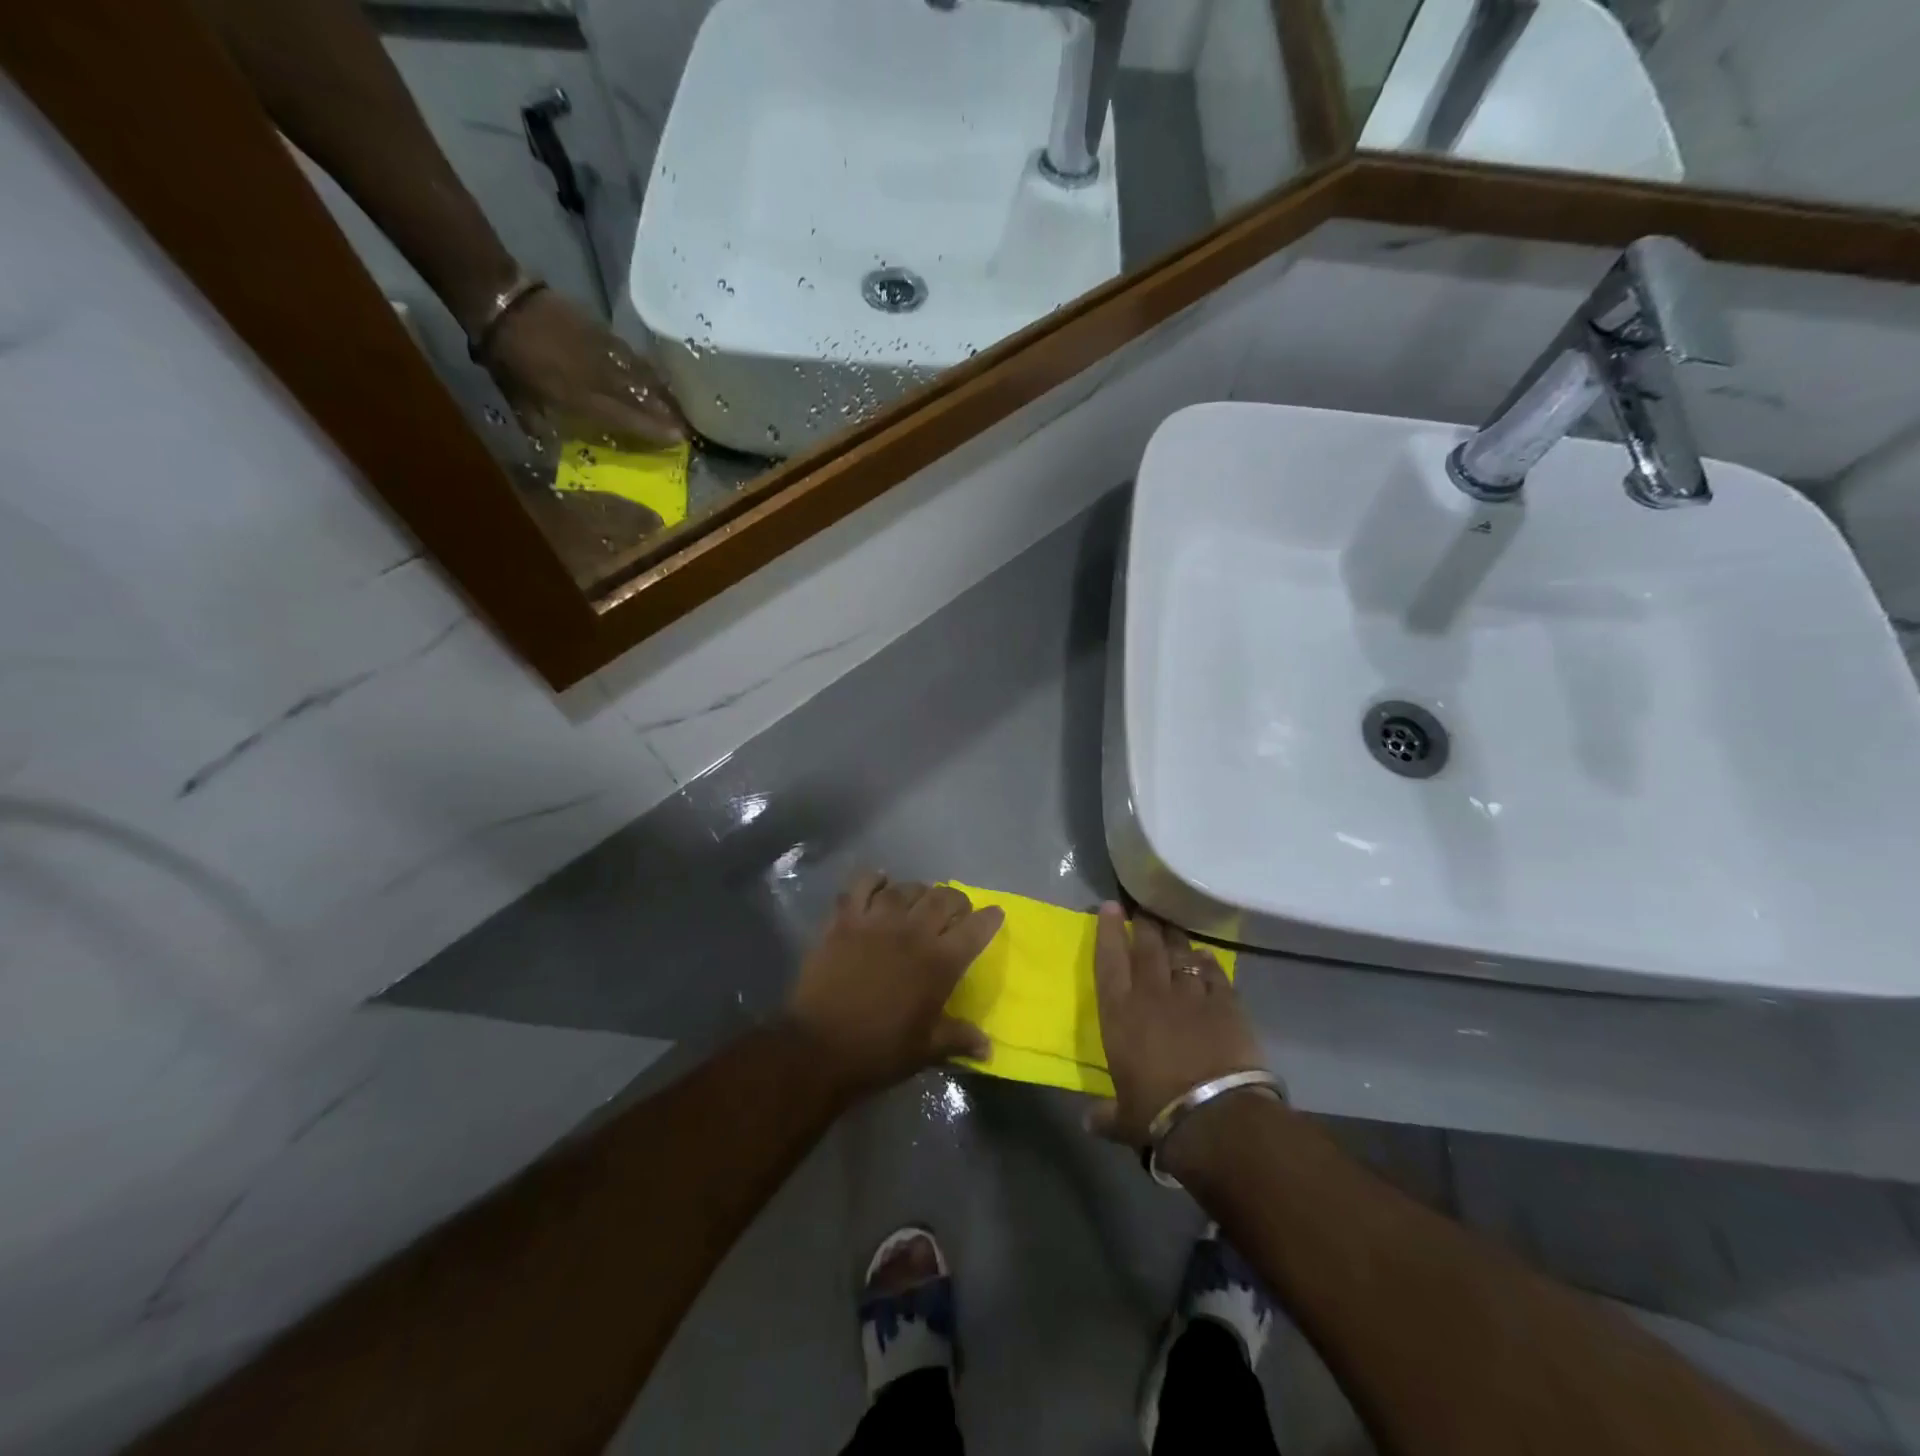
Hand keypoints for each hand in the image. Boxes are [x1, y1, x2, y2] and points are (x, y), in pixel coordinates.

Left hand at [481, 288, 686, 449]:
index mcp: (582, 398)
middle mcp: (601, 378)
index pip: (627, 417)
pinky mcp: (602, 332)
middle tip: (687, 426)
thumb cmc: (508, 359)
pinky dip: (645, 368)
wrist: (502, 304)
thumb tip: (550, 445)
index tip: (678, 439)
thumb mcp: (520, 400)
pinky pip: (631, 355)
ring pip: (641, 376)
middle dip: (666, 413)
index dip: (653, 429)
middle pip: (642, 397)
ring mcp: (604, 353)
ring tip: (678, 405)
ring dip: (661, 392)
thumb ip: (541, 423)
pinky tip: (655, 374)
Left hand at [785, 872, 1002, 1101]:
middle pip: (942, 899)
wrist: (819, 1047)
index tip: (994, 914)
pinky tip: (880, 881)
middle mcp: (912, 933)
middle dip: (955, 900)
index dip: (988, 918)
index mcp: (939, 963)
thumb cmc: (879, 1051)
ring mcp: (876, 922)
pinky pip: (861, 886)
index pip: (975, 929)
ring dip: (917, 891)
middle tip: (955, 909)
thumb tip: (989, 1047)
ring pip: (905, 889)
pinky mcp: (844, 921)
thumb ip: (959, 1038)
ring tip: (918, 899)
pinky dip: (873, 879)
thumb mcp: (926, 1050)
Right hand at [1086, 905, 1268, 1163]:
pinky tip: (1205, 957)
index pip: (1109, 959)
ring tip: (1171, 926)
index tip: (1110, 907)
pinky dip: (1208, 963)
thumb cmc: (1157, 1114)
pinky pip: (1213, 973)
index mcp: (1119, 1012)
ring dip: (1175, 938)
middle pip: (1147, 946)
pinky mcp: (1226, 1003)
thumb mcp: (1124, 1119)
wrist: (1216, 1116)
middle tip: (1143, 908)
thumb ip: (1106, 1115)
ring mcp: (1191, 994)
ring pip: (1180, 953)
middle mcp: (1151, 993)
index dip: (1108, 930)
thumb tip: (1090, 1122)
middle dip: (1144, 924)